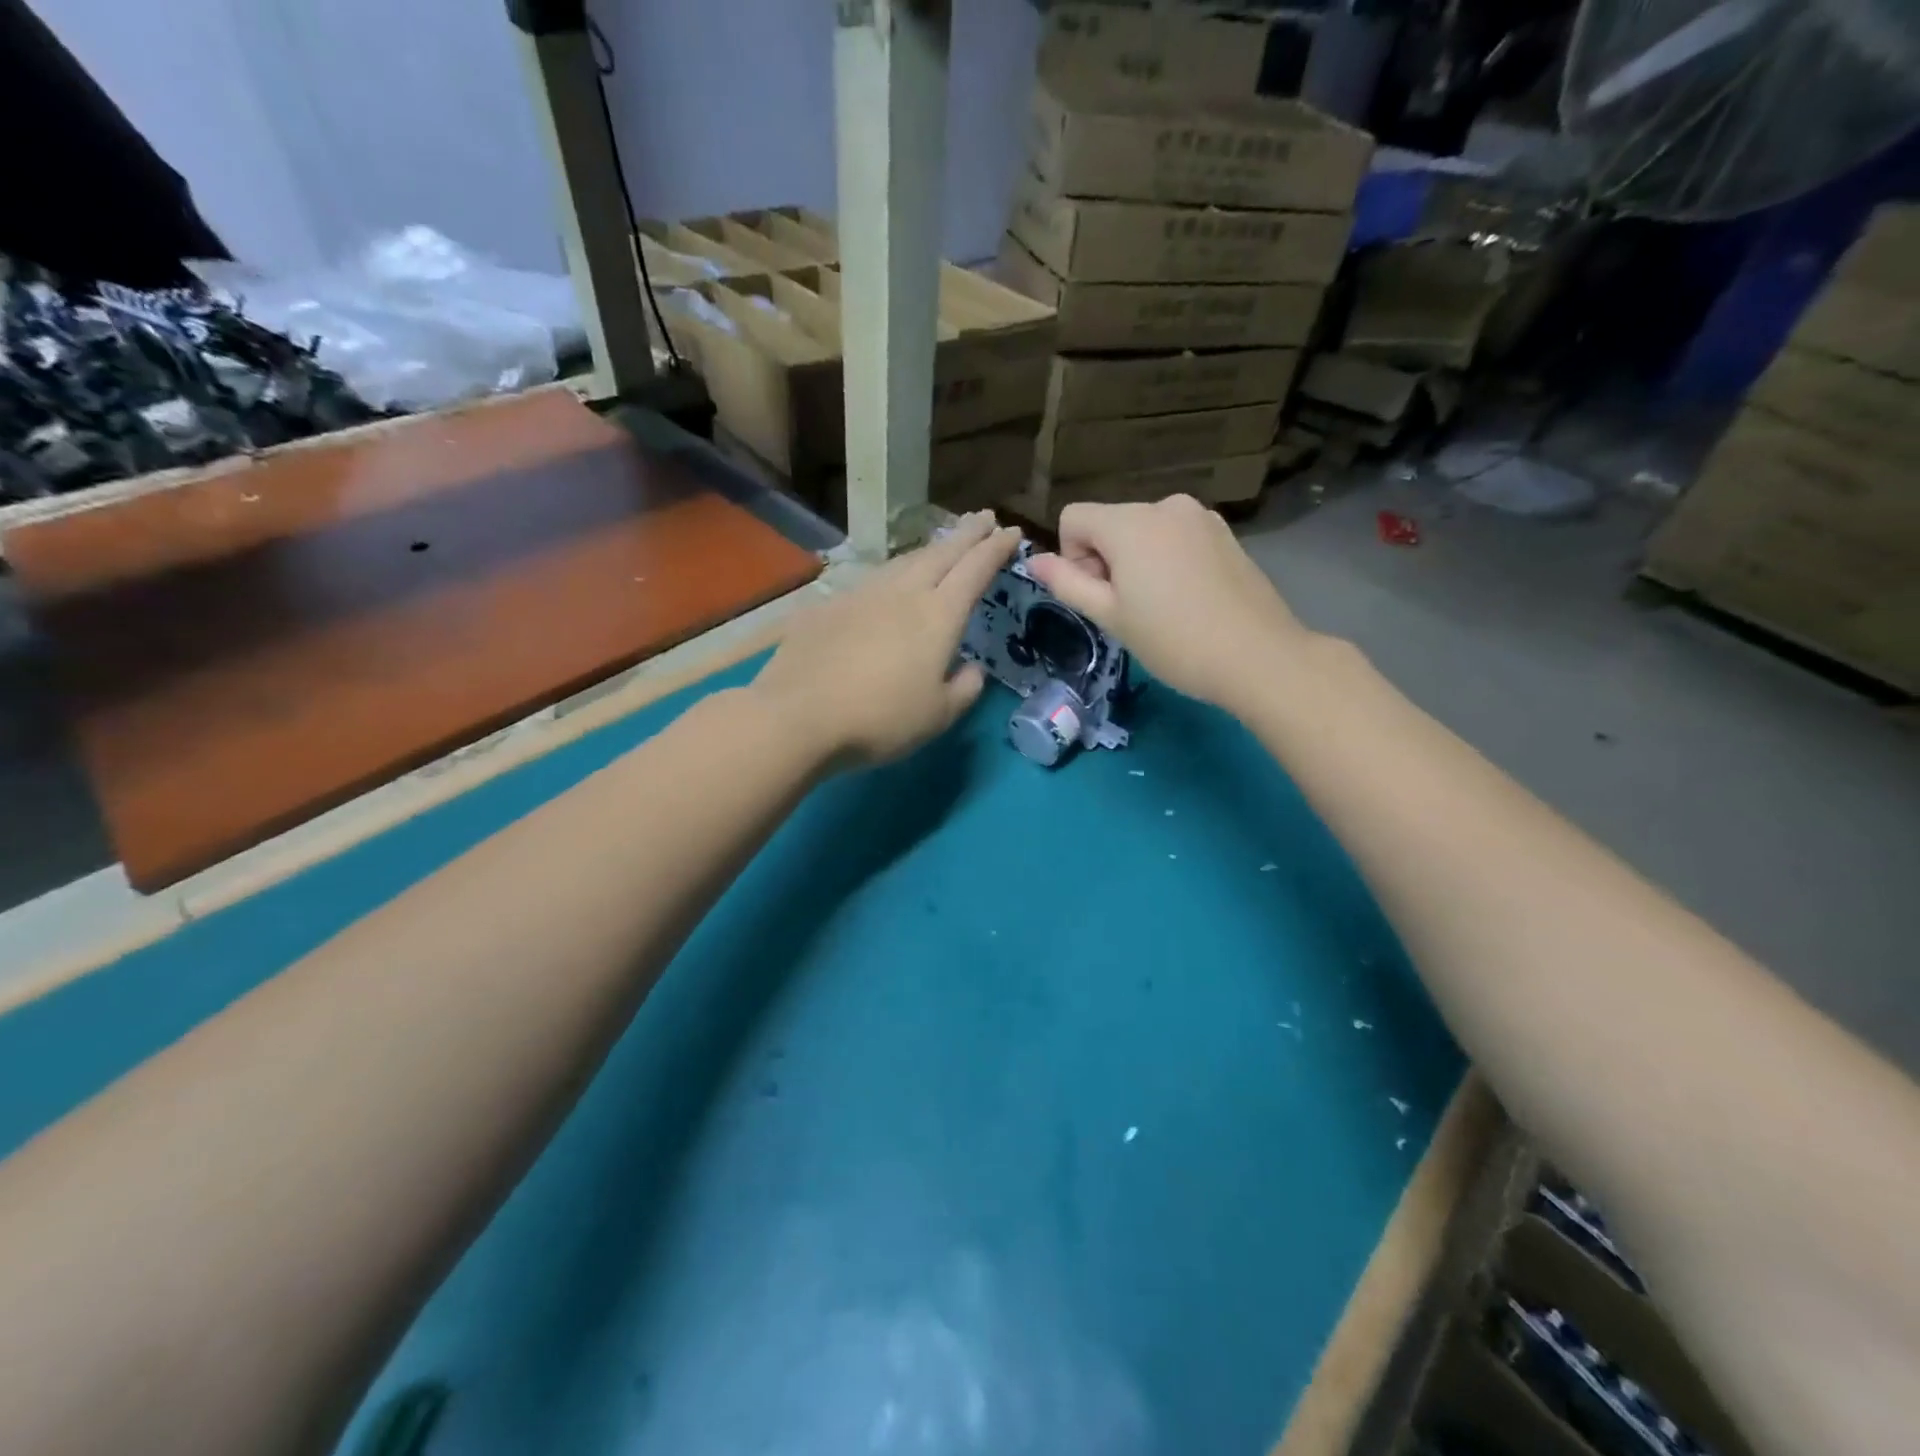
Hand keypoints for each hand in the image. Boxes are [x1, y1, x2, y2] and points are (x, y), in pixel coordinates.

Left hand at [752, 512, 1019, 766]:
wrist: (798, 716)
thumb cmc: (881, 720)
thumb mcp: (939, 716)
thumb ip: (965, 688)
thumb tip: (972, 668)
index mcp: (938, 616)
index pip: (975, 570)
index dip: (996, 548)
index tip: (1012, 531)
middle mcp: (902, 593)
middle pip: (941, 553)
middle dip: (967, 533)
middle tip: (984, 517)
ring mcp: (861, 595)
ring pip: (903, 561)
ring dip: (929, 549)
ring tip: (942, 546)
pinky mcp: (827, 606)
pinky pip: (870, 581)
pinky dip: (891, 575)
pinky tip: (886, 586)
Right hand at [1026, 495, 1311, 714]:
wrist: (1257, 655)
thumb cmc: (1173, 640)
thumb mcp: (1110, 616)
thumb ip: (1067, 583)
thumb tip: (1033, 559)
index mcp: (1130, 522)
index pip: (1073, 517)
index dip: (1073, 557)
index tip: (1098, 595)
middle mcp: (1164, 505)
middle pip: (1109, 523)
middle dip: (1106, 559)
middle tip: (1129, 609)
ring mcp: (1200, 516)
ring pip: (1144, 531)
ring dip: (1137, 561)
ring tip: (1161, 606)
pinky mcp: (1224, 533)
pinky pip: (1176, 537)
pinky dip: (1168, 560)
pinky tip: (1188, 598)